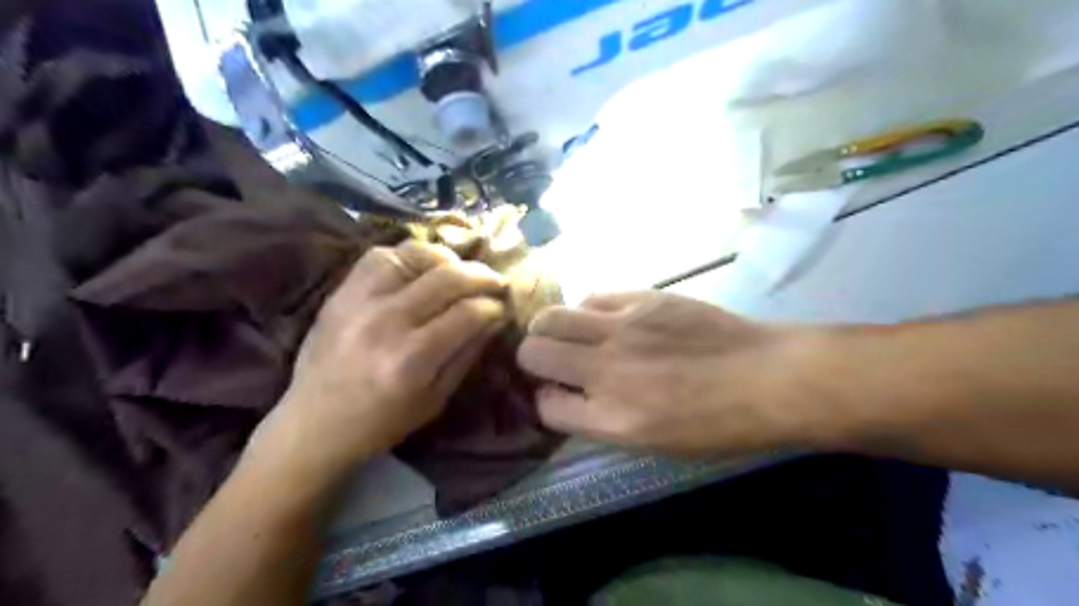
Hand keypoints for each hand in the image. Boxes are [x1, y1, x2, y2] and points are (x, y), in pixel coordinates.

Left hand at [252, 239, 511, 476]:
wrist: (314, 423)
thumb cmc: (382, 421)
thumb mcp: (436, 399)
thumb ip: (467, 354)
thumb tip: (495, 318)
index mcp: (412, 359)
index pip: (469, 313)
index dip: (493, 307)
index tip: (502, 309)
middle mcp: (387, 322)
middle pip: (448, 278)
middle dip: (482, 276)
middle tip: (495, 282)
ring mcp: (360, 301)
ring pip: (415, 255)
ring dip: (447, 258)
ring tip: (459, 270)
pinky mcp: (341, 293)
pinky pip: (380, 255)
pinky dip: (407, 255)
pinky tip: (420, 268)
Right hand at [515, 291, 828, 456]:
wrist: (769, 377)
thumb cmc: (719, 425)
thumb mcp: (654, 443)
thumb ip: (601, 421)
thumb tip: (567, 397)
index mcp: (612, 418)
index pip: (545, 407)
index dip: (546, 401)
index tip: (557, 396)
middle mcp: (607, 371)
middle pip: (533, 352)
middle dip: (534, 359)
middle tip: (554, 361)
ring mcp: (622, 328)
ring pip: (552, 316)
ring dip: (552, 329)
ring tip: (574, 335)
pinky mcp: (642, 298)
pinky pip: (592, 297)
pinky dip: (589, 311)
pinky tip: (608, 320)